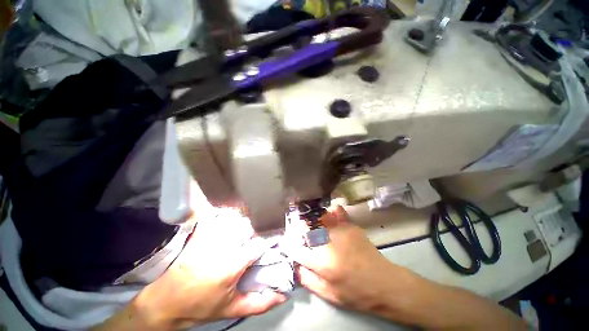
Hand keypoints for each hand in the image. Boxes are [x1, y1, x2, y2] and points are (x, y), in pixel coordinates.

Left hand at [136, 209, 286, 328]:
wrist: (165, 302)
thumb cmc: (200, 307)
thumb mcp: (232, 308)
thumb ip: (260, 303)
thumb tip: (283, 295)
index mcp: (231, 265)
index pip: (258, 243)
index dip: (268, 242)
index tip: (271, 243)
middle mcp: (222, 246)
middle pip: (248, 226)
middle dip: (257, 229)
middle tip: (259, 233)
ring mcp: (208, 236)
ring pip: (233, 217)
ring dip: (243, 219)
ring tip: (247, 224)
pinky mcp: (199, 232)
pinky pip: (216, 215)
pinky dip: (225, 213)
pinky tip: (230, 216)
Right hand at [284, 206, 416, 315]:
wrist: (385, 283)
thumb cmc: (356, 293)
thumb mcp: (329, 294)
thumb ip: (307, 279)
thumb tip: (294, 264)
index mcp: (322, 262)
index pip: (295, 248)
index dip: (288, 245)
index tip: (288, 245)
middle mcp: (329, 241)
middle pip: (304, 228)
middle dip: (298, 230)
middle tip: (300, 236)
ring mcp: (340, 230)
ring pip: (318, 217)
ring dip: (311, 221)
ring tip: (312, 226)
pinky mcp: (350, 225)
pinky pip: (336, 212)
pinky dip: (329, 212)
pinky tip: (328, 216)